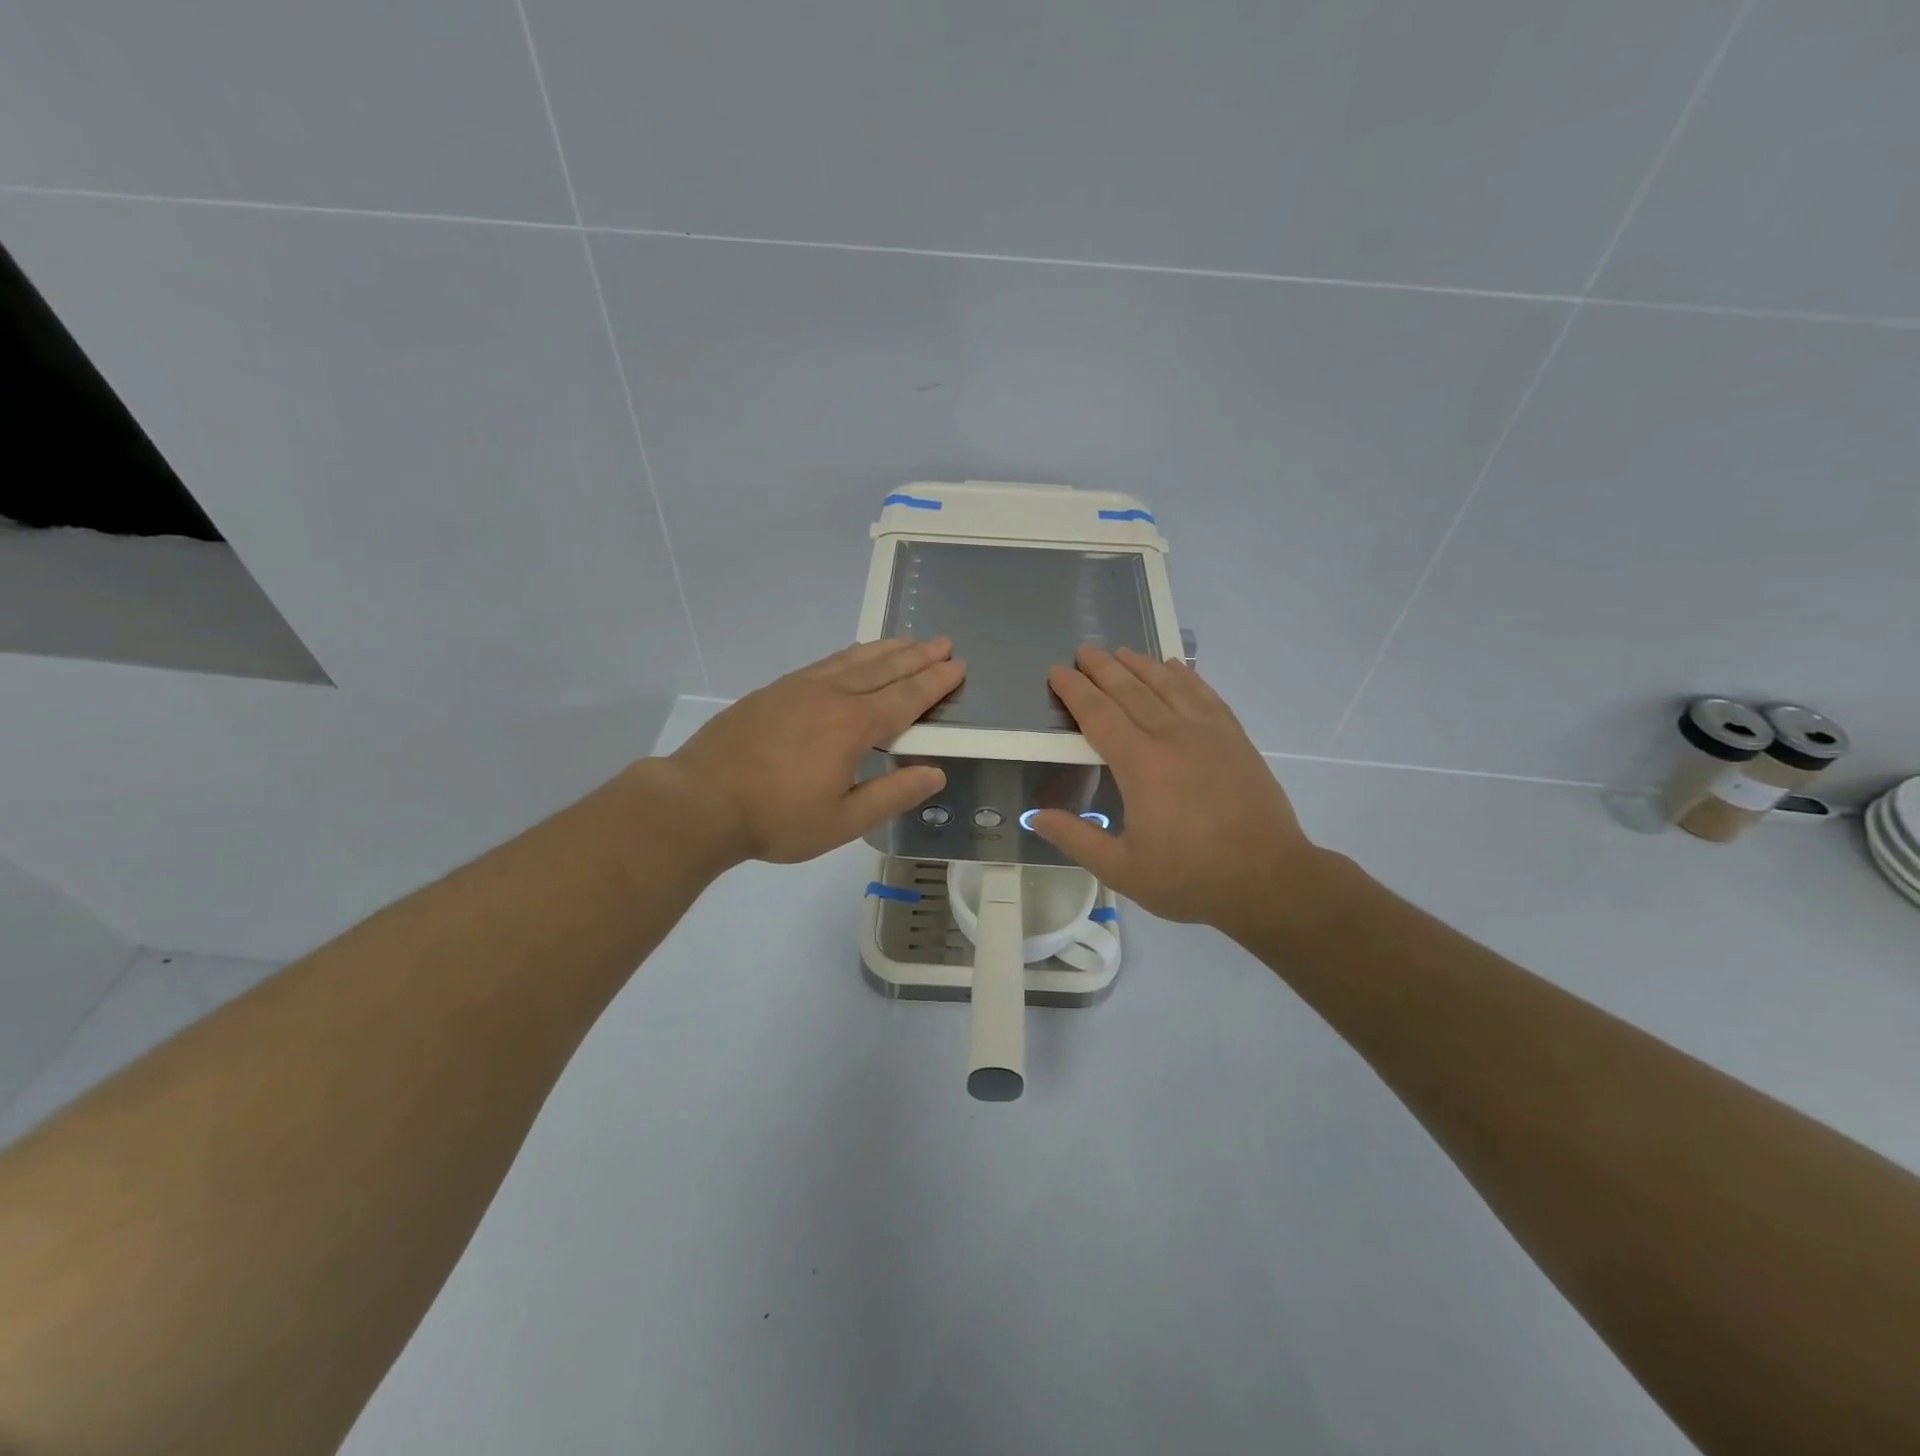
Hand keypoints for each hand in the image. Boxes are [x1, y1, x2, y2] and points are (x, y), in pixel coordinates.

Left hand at [663, 638, 963, 865]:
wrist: (701, 800)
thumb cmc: (776, 818)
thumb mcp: (843, 820)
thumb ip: (892, 794)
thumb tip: (935, 773)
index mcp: (853, 726)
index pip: (906, 698)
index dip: (935, 683)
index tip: (957, 667)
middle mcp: (832, 696)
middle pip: (885, 669)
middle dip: (918, 657)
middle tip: (944, 643)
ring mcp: (800, 688)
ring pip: (854, 660)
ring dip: (887, 649)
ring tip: (909, 640)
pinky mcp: (775, 690)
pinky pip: (825, 662)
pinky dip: (851, 654)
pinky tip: (855, 655)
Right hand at [1030, 646, 1321, 938]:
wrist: (1269, 879)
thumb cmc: (1190, 878)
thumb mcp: (1123, 870)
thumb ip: (1077, 839)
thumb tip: (1035, 817)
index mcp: (1140, 765)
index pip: (1098, 715)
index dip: (1074, 691)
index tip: (1057, 672)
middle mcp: (1172, 737)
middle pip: (1130, 690)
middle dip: (1103, 668)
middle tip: (1083, 650)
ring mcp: (1208, 734)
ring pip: (1168, 686)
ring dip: (1141, 665)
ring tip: (1122, 652)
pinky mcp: (1235, 739)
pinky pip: (1205, 695)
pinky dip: (1186, 677)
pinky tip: (1175, 668)